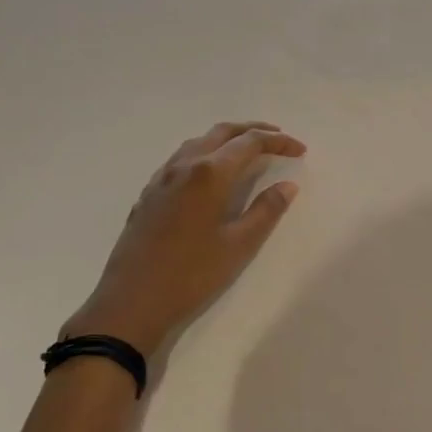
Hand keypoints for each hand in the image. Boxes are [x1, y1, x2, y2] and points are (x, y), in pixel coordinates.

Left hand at [61, 122, 306, 357]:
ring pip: (199, 142)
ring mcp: (162, 178)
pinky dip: (205, 154)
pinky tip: (210, 175)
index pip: (249, 142)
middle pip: (222, 132)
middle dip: (253, 130)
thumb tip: (288, 186)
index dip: (277, 142)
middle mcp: (184, 165)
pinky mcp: (149, 193)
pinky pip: (181, 159)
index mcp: (209, 174)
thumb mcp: (239, 245)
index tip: (299, 150)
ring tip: (247, 152)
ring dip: (227, 139)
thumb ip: (266, 210)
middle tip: (278, 139)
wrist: (132, 301)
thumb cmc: (192, 274)